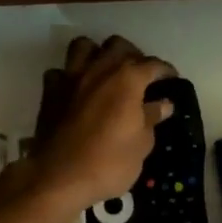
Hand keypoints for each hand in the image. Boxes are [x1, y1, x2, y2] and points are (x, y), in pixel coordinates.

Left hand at [29, 36, 175, 208]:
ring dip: (97, 53)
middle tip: (139, 75)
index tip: (171, 80)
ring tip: (105, 71)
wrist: (58, 178)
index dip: (165, 71)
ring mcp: (71, 77)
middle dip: (132, 55)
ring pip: (84, 46)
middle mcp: (99, 69)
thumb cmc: (109, 162)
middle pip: (118, 45)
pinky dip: (69, 76)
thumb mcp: (142, 144)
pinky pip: (60, 72)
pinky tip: (76, 90)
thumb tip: (163, 104)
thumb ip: (152, 118)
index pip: (153, 64)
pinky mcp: (50, 91)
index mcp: (128, 79)